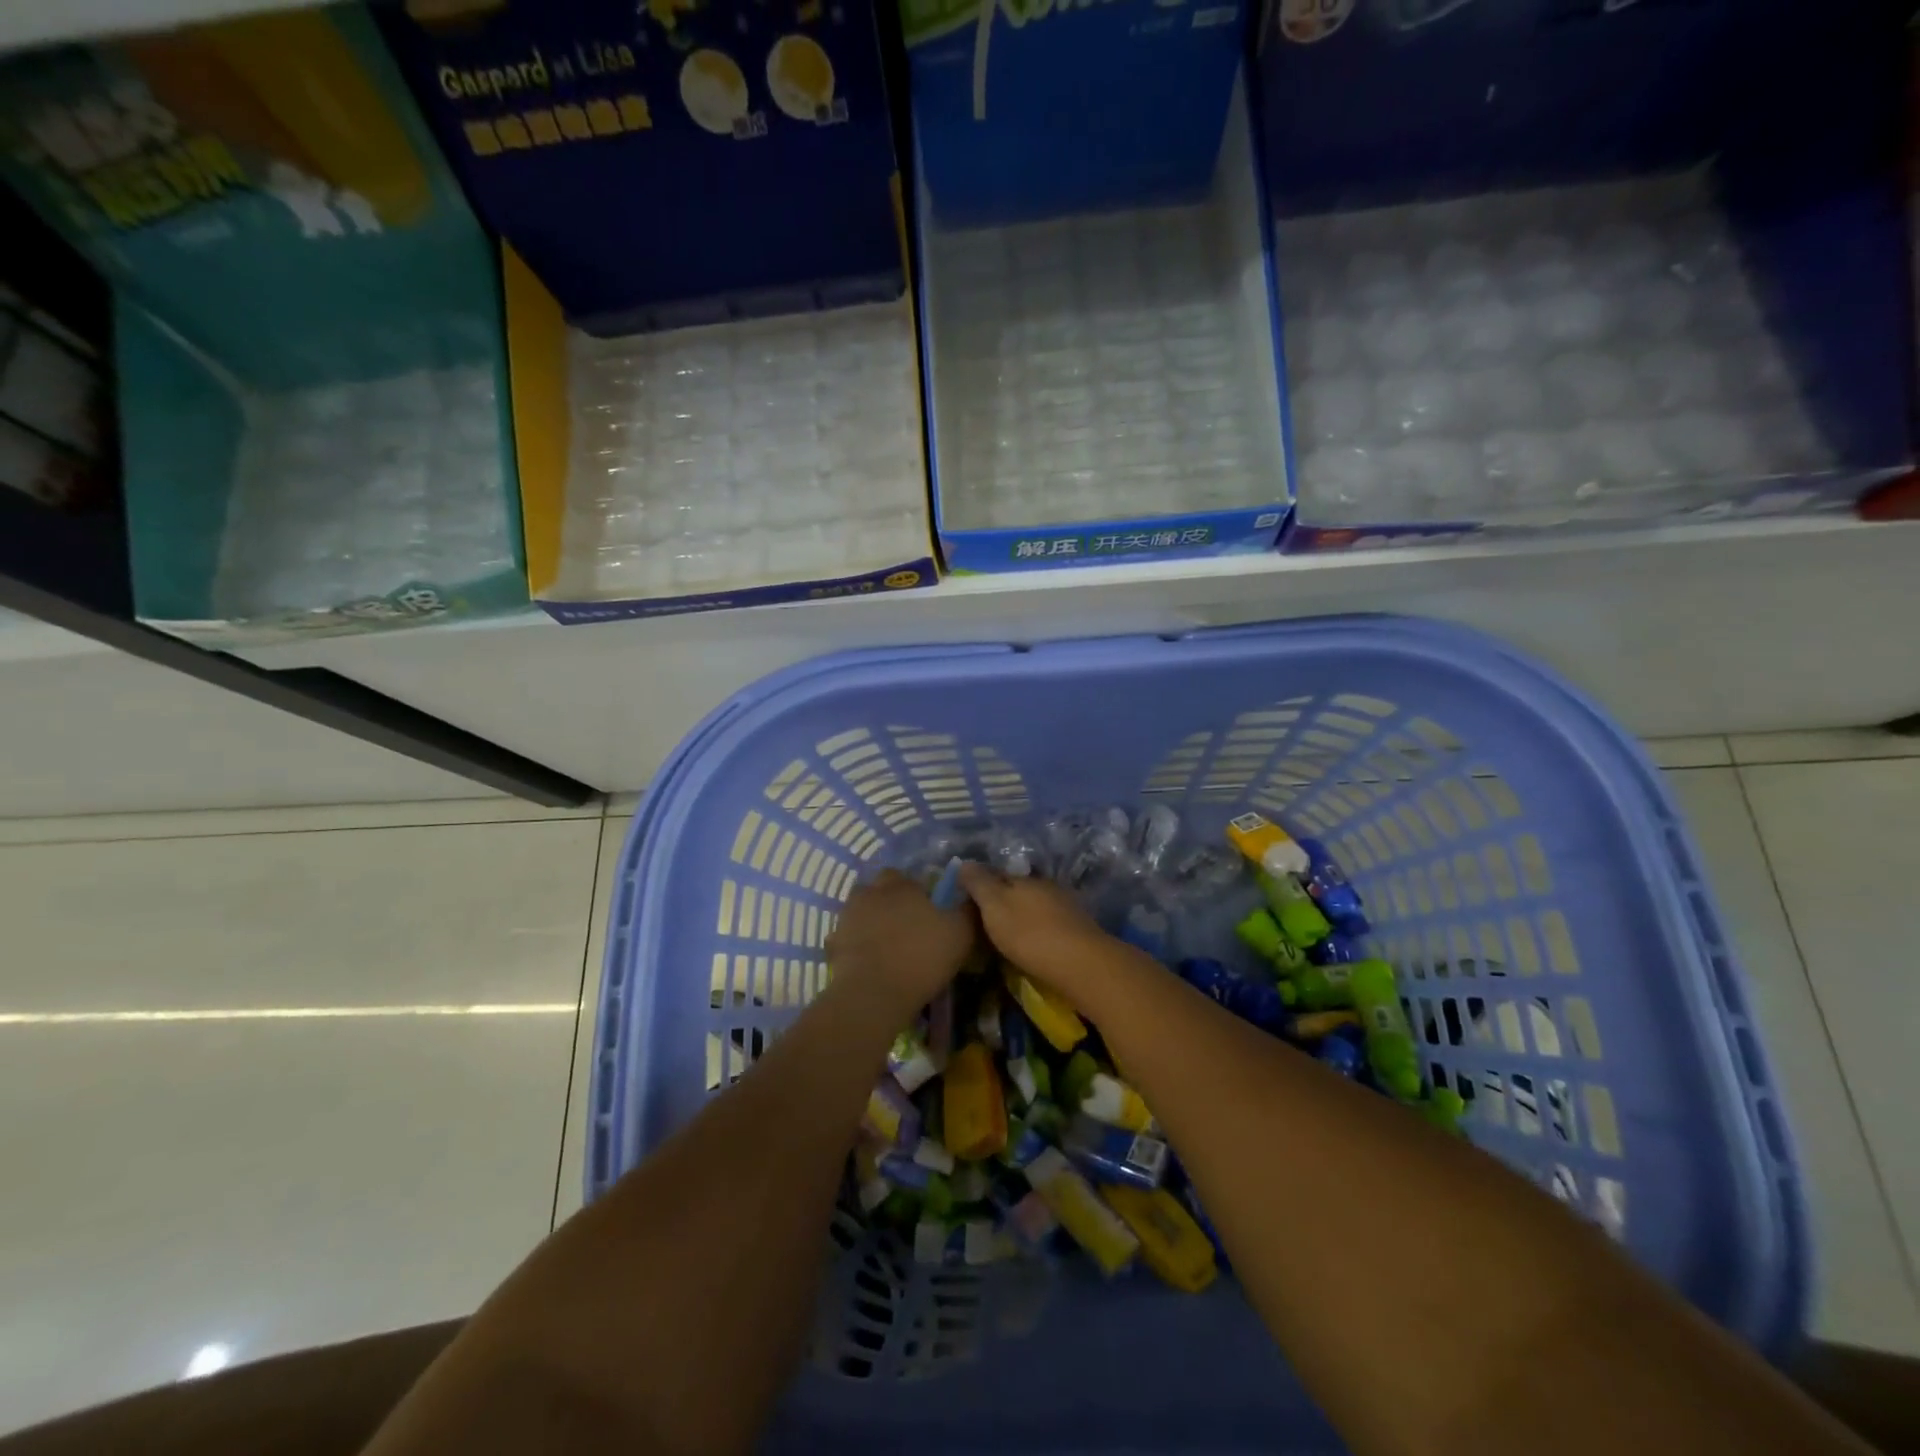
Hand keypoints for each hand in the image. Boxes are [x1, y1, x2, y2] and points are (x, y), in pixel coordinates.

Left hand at [826, 870, 976, 1007]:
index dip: (915, 891)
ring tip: (886, 944)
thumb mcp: (960, 933)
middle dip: (889, 901)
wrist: (874, 993)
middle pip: (878, 889)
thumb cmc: (922, 957)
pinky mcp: (834, 943)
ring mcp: (848, 917)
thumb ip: (967, 910)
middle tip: (905, 925)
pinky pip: (847, 938)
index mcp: (901, 885)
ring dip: (871, 921)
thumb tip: (972, 896)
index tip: (926, 909)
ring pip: (860, 910)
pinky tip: (869, 961)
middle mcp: (871, 893)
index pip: (905, 876)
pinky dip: (856, 945)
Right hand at [956, 865, 1113, 997]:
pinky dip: (1038, 930)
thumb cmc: (1030, 934)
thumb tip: (964, 862)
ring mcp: (1066, 906)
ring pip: (1036, 906)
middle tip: (985, 920)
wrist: (1082, 964)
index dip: (981, 885)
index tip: (967, 899)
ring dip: (1023, 916)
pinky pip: (1050, 923)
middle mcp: (1046, 886)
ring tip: (1007, 934)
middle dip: (1003, 900)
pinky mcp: (1078, 929)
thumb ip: (979, 884)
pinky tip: (1033, 943)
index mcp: (1024, 879)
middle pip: (1018, 889)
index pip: (996, 874)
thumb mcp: (995, 907)